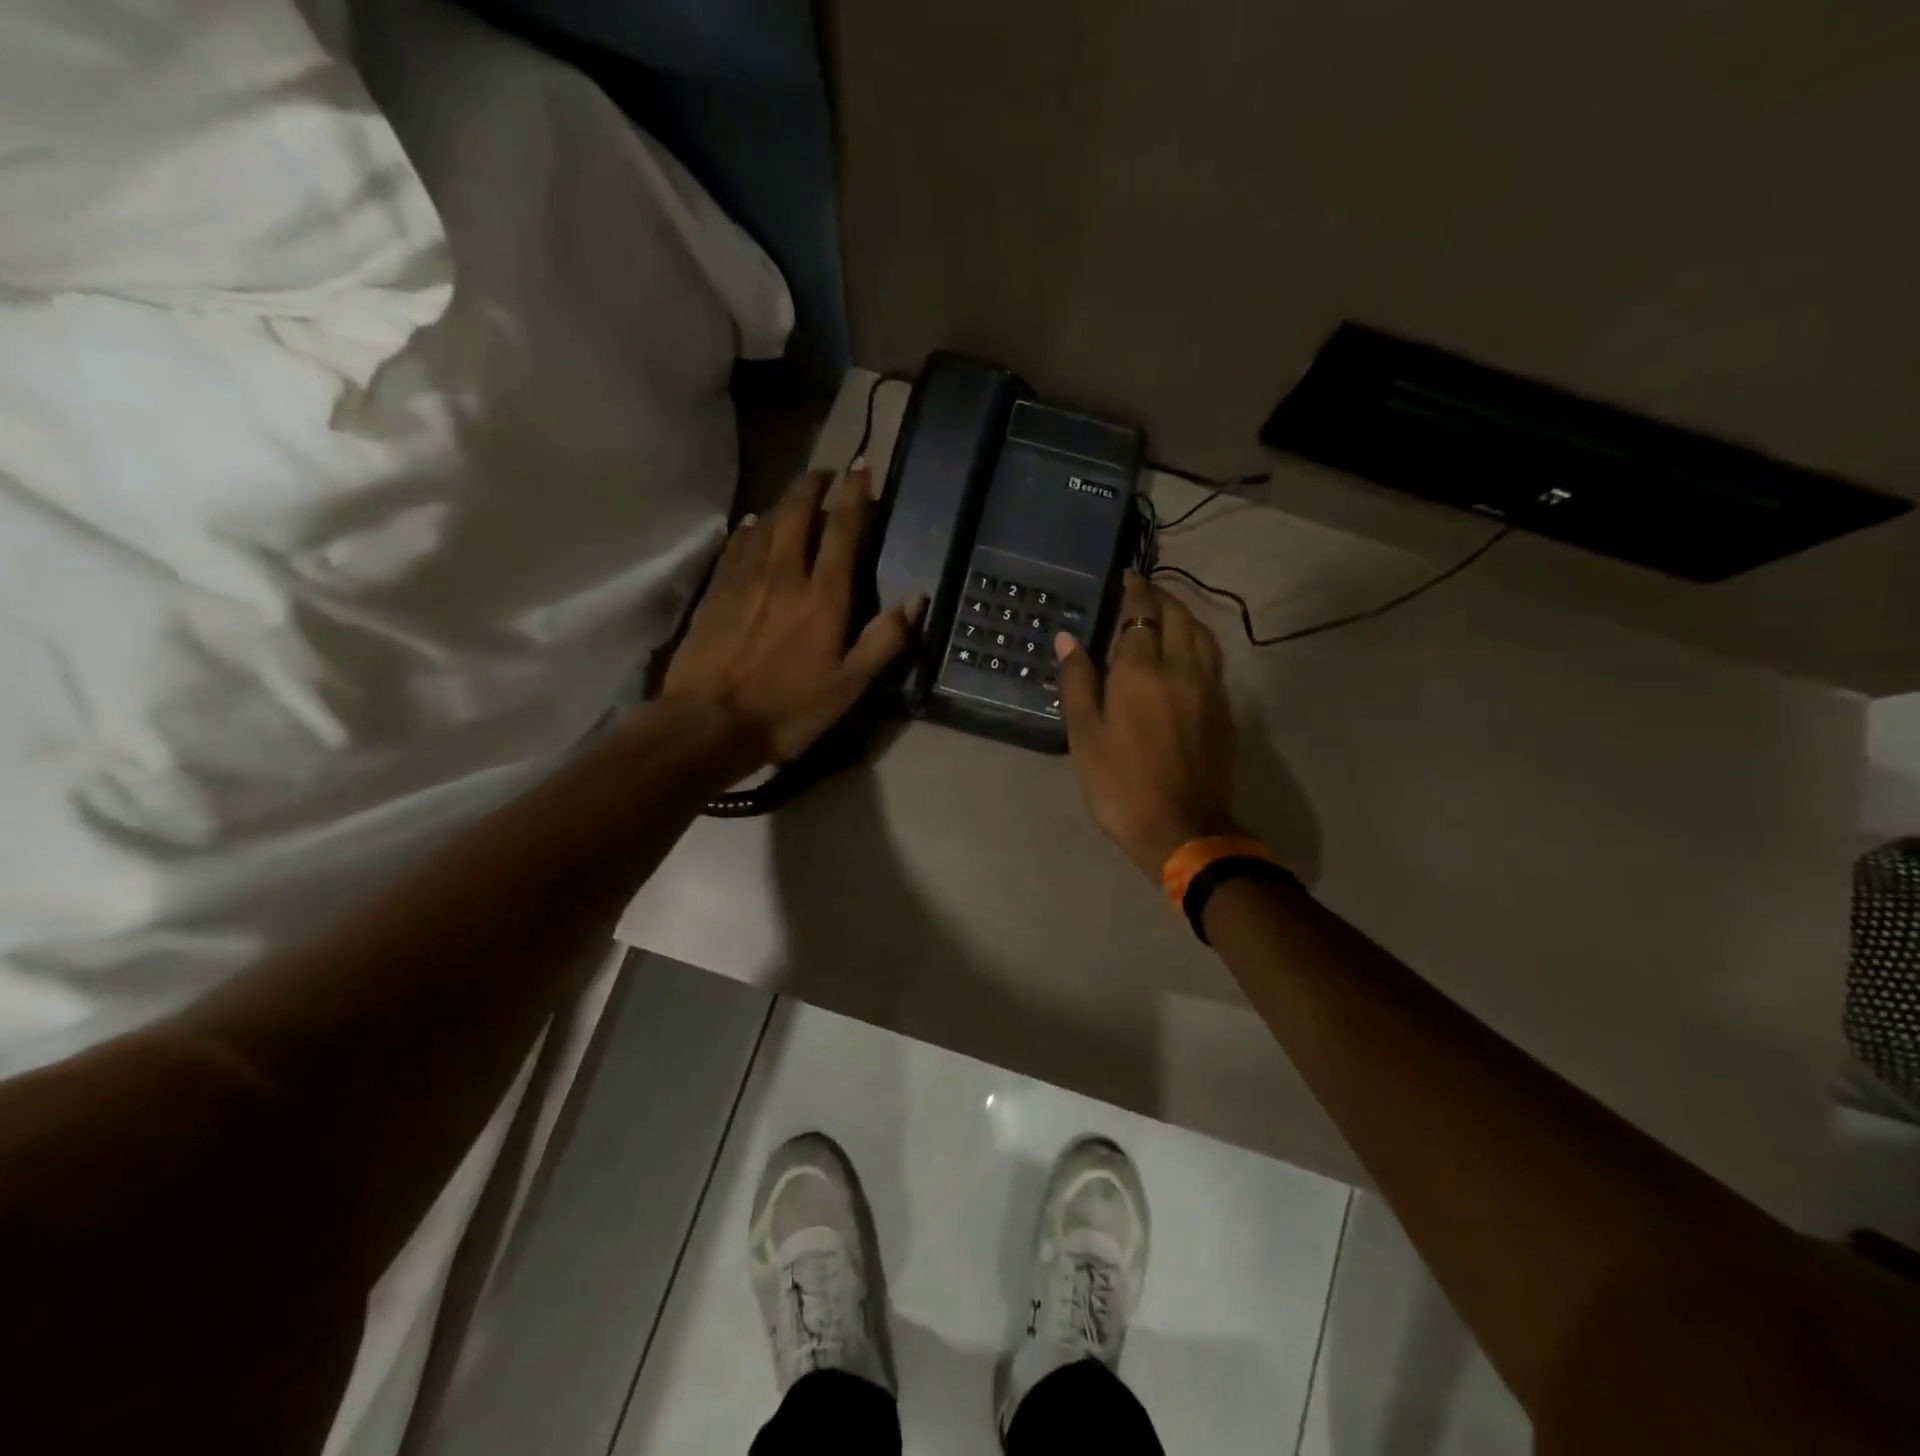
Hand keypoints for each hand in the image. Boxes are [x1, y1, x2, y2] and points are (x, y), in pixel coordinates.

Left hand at [663, 465, 924, 767]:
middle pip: (798, 514)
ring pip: (766, 523)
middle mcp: (785, 574)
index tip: (861, 468)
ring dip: (784, 501)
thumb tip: (917, 599)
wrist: (708, 723)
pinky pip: (736, 545)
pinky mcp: (716, 591)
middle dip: (814, 486)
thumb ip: (884, 640)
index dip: (855, 496)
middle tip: (826, 472)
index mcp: (823, 597)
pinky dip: (749, 527)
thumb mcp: (849, 687)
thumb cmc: (788, 710)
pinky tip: (752, 522)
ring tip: (796, 491)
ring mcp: (745, 580)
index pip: (843, 532)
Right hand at [1057, 572, 1241, 877]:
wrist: (1182, 829)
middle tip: (1143, 591)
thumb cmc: (1120, 785)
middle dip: (1161, 596)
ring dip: (1184, 615)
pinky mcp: (1224, 711)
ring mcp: (1209, 689)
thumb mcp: (1084, 736)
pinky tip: (1187, 653)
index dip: (1134, 590)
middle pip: (1178, 616)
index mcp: (1140, 672)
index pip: (1141, 613)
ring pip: (1202, 634)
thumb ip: (1077, 682)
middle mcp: (1181, 668)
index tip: (1126, 576)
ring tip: (1167, 615)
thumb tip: (1068, 638)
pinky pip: (1213, 660)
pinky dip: (1198, 642)